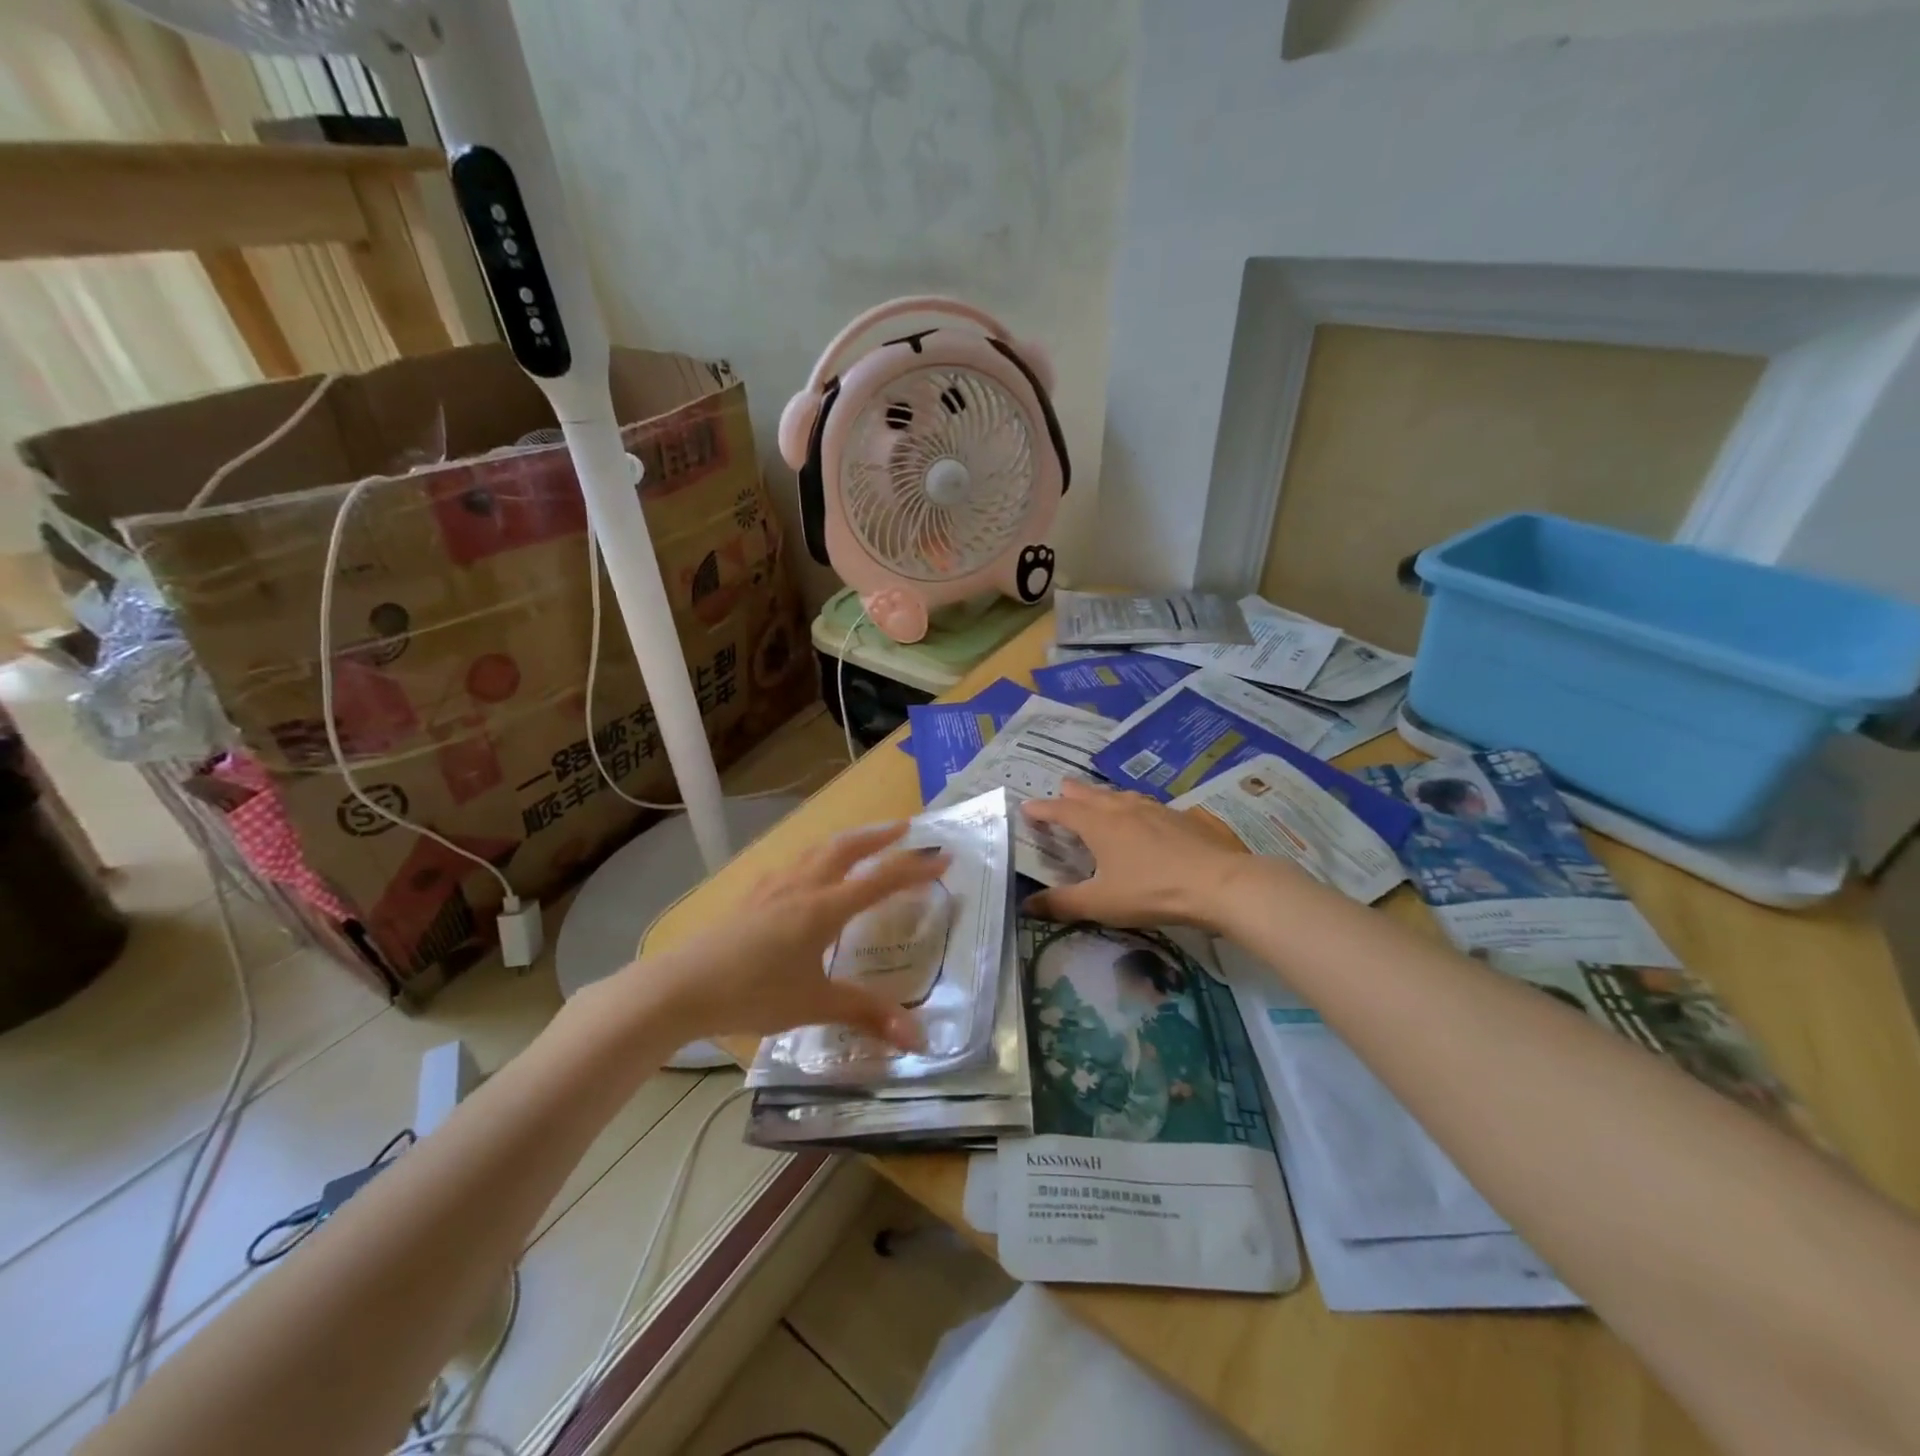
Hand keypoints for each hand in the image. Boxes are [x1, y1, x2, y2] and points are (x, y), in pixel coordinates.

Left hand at [627, 822, 949, 1049]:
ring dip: (847, 841)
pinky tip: (807, 874)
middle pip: (847, 849)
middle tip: (905, 828)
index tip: (944, 857)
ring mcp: (773, 887)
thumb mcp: (813, 1006)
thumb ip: (865, 1015)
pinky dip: (815, 858)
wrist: (680, 987)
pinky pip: (793, 865)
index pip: (880, 881)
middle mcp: (802, 887)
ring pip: (817, 851)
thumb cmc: (752, 994)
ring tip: (862, 842)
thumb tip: (917, 1039)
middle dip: (879, 836)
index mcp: (824, 908)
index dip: (915, 868)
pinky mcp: (751, 896)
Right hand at [1021, 780, 1252, 929]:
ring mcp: (1153, 809)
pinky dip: (1131, 804)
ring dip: (1102, 795)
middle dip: (1071, 793)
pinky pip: (1145, 803)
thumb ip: (1062, 904)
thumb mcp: (1101, 903)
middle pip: (1090, 794)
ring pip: (1119, 794)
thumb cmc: (1151, 891)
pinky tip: (1142, 815)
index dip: (1042, 809)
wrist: (1217, 883)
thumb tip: (1025, 905)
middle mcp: (1122, 808)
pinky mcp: (1179, 816)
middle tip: (1060, 790)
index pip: (1061, 810)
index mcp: (1098, 824)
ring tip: (1098, 798)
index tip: (1026, 807)